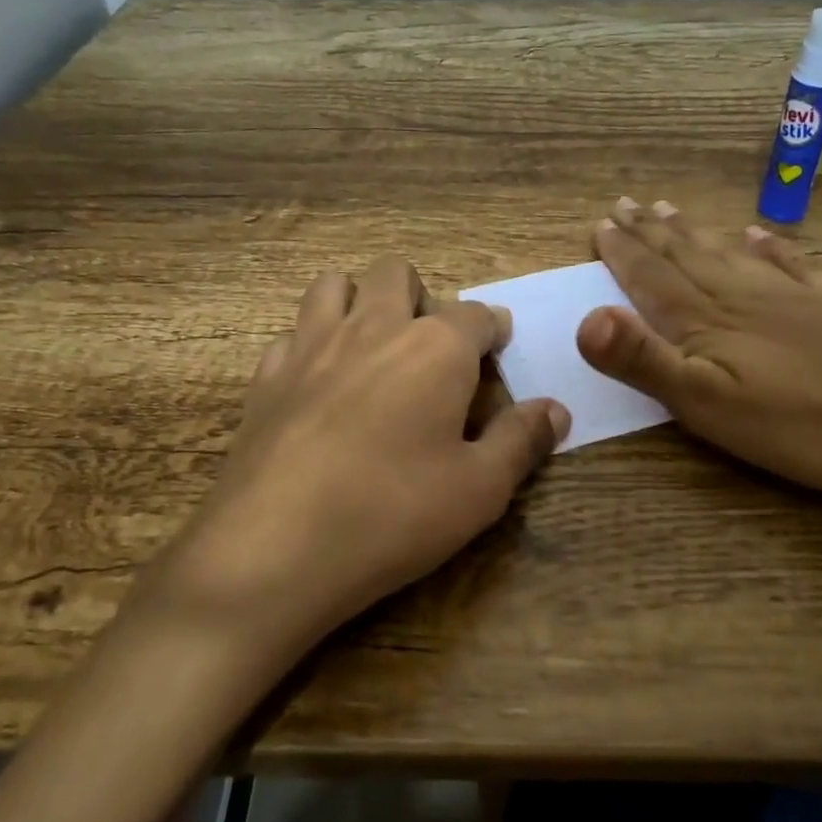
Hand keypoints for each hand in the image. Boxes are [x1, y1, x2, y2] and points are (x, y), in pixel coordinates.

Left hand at [138, 255, 569, 659]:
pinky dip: (312, 343)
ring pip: (334, 285)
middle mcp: (373, 327)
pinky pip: (293, 333)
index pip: (476, 314)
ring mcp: (311, 345)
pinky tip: (319, 386)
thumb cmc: (393, 514)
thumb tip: (555, 409)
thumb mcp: (480, 489)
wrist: (274, 548)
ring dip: (359, 301)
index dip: (492, 331)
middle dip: (421, 298)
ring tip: (372, 349)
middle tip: (430, 352)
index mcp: (435, 348)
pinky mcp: (266, 375)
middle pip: (397, 274)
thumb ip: (521, 440)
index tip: (497, 351)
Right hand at [577, 198, 821, 494]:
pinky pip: (791, 264)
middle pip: (687, 256)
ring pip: (730, 253)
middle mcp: (743, 296)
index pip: (652, 278)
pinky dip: (768, 246)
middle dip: (651, 232)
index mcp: (708, 322)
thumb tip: (585, 318)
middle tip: (627, 203)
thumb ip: (645, 361)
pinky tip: (758, 234)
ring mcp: (794, 296)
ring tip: (672, 210)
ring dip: (696, 233)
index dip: (623, 253)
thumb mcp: (709, 405)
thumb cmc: (804, 424)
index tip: (601, 223)